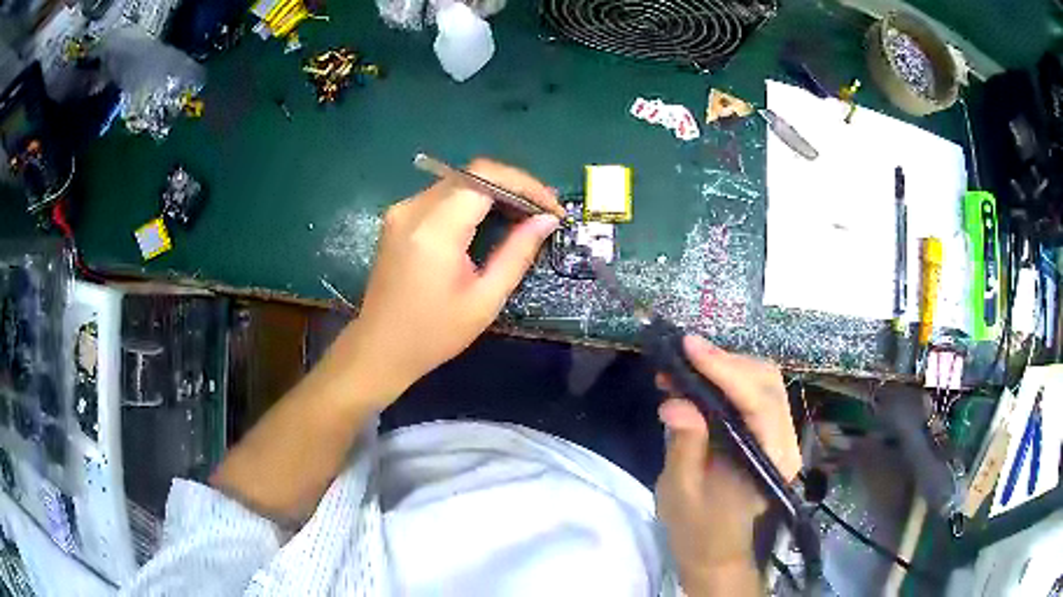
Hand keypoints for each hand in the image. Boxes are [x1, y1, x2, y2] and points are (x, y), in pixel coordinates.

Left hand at [337, 158, 559, 404]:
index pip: (485, 178)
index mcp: (434, 230)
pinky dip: (474, 199)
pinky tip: (493, 218)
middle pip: (473, 174)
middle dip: (515, 185)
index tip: (552, 207)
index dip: (525, 183)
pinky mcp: (399, 216)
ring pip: (460, 180)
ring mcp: (402, 210)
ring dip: (496, 190)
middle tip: (544, 210)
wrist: (380, 347)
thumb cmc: (433, 333)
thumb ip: (517, 254)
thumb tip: (547, 219)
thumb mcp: (484, 300)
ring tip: (526, 214)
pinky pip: (444, 193)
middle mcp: (413, 209)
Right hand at [654, 335, 800, 594]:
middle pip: (767, 382)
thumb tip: (675, 402)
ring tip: (685, 365)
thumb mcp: (681, 493)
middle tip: (682, 354)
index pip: (758, 401)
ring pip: (763, 382)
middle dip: (725, 361)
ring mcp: (781, 436)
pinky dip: (728, 380)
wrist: (718, 553)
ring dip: (726, 367)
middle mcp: (785, 443)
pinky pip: (755, 393)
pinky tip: (700, 381)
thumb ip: (684, 447)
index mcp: (770, 462)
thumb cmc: (698, 531)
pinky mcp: (769, 433)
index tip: (689, 347)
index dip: (725, 369)